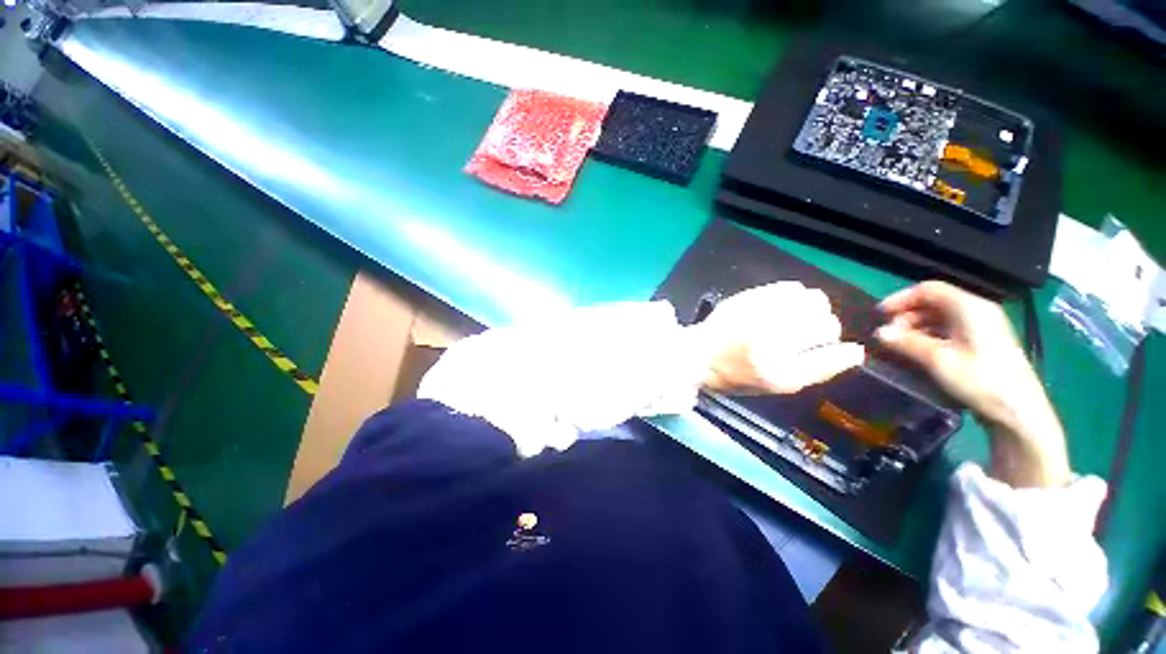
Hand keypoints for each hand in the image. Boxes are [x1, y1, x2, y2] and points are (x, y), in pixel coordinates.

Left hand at [688, 282, 864, 394]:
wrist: (696, 354)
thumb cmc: (736, 375)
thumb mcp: (775, 385)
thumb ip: (816, 370)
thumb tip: (853, 352)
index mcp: (778, 372)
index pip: (829, 356)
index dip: (839, 351)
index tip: (841, 349)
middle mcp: (771, 342)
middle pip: (826, 324)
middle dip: (824, 329)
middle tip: (805, 335)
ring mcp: (759, 316)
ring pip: (813, 300)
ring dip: (812, 309)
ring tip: (794, 318)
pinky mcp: (748, 297)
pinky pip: (790, 287)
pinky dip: (794, 296)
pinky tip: (782, 305)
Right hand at [876, 281, 1070, 487]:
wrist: (1019, 412)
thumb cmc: (980, 380)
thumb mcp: (938, 360)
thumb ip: (906, 342)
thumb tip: (879, 332)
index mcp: (970, 307)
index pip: (928, 289)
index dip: (900, 299)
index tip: (879, 315)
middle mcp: (977, 310)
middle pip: (934, 301)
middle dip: (906, 315)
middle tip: (889, 335)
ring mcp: (983, 327)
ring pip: (940, 316)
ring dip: (916, 327)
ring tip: (900, 345)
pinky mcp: (983, 342)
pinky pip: (950, 329)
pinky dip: (929, 335)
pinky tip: (919, 351)